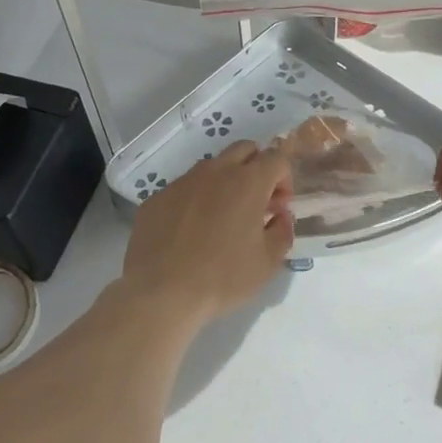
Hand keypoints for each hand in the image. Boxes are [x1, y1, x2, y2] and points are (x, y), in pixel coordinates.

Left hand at [120, 141, 293, 327]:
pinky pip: (184, 188)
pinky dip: (195, 200)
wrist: (162, 292)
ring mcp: (182, 182)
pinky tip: (190, 232)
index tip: (279, 207)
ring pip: (211, 167)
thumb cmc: (223, 277)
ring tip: (222, 218)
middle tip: (255, 202)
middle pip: (244, 149)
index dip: (284, 179)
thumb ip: (282, 231)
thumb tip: (279, 216)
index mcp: (247, 183)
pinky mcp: (157, 197)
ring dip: (224, 182)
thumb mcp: (268, 262)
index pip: (276, 158)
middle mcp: (214, 172)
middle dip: (256, 168)